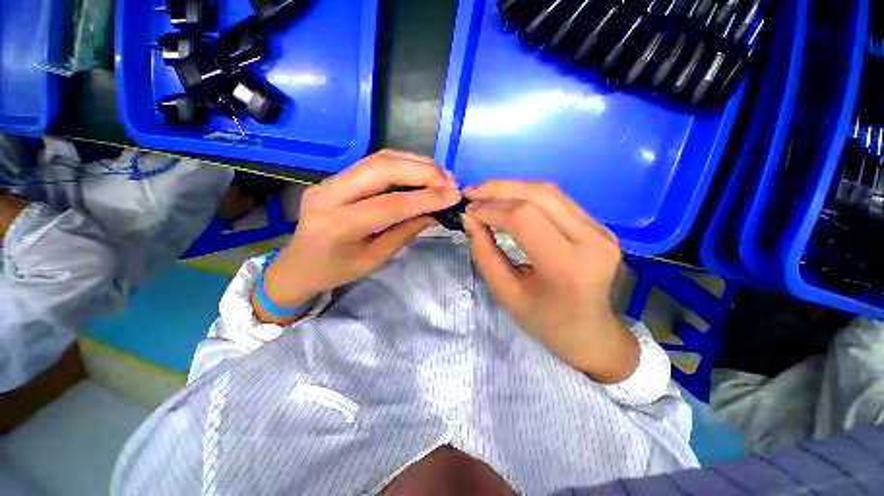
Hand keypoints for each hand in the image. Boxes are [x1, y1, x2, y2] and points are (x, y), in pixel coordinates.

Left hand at [255, 149, 460, 323]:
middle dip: (422, 171)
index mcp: (338, 225)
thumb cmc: (335, 271)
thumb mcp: (374, 259)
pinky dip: (402, 163)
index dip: (425, 198)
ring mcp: (329, 180)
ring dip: (415, 163)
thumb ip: (404, 233)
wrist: (297, 265)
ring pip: (378, 158)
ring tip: (441, 175)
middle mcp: (329, 194)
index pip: (390, 204)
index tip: (453, 196)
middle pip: (381, 169)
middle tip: (450, 180)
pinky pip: (373, 162)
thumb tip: (434, 214)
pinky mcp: (335, 177)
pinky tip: (420, 171)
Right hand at [462, 181, 637, 382]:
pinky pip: (557, 200)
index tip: (468, 213)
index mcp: (568, 266)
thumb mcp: (505, 294)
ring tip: (485, 195)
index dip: (491, 210)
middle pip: (539, 195)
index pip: (524, 218)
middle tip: (471, 193)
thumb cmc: (544, 320)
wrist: (589, 331)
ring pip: (549, 192)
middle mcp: (592, 240)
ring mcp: (601, 230)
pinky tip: (508, 202)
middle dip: (499, 190)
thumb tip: (470, 219)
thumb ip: (485, 254)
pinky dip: (527, 196)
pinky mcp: (599, 226)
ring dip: (512, 188)